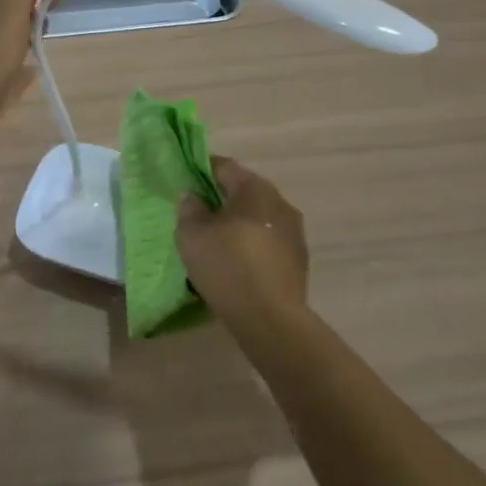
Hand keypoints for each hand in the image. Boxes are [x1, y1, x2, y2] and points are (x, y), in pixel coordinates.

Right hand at [177, 157, 309, 334]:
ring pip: (259, 215)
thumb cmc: (227, 266)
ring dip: (239, 222)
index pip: (224, 166)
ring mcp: (294, 230)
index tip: (186, 184)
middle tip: (199, 214)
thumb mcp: (191, 234)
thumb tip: (194, 195)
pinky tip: (239, 262)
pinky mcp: (299, 257)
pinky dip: (253, 242)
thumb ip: (189, 207)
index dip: (201, 171)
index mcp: (254, 188)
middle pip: (244, 189)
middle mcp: (279, 201)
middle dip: (221, 198)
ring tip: (218, 241)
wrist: (270, 319)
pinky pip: (269, 238)